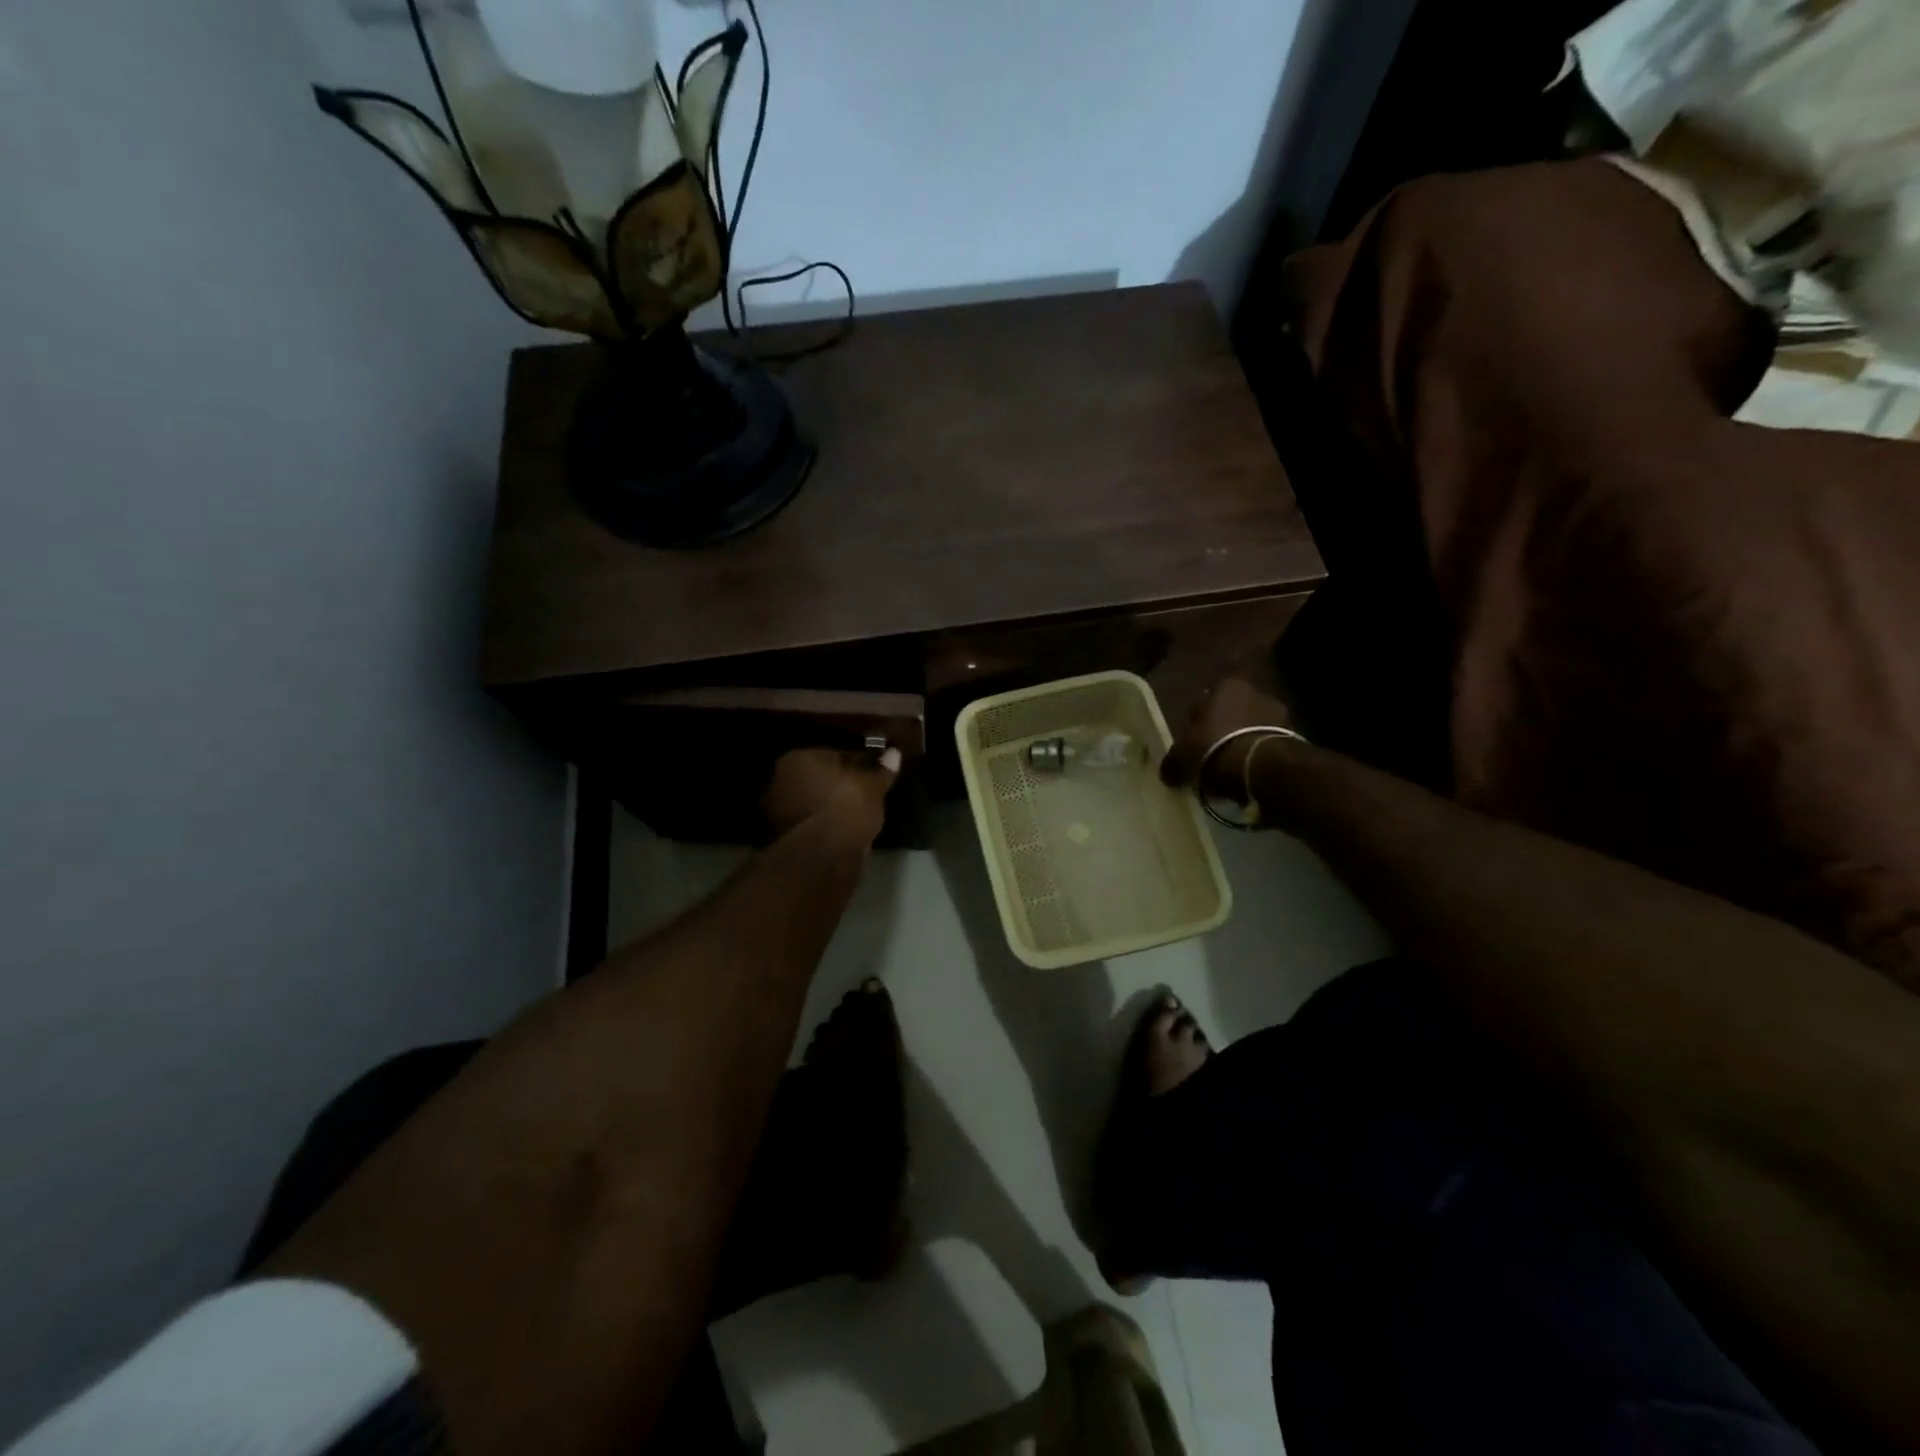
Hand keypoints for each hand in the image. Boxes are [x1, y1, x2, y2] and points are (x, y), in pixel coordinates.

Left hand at [763, 746, 901, 843]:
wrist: (823, 855)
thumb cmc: (847, 807)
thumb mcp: (873, 786)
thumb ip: (882, 769)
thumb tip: (893, 753)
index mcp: (798, 757)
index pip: (833, 755)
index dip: (855, 765)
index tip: (871, 776)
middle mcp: (779, 779)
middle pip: (816, 778)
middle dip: (835, 785)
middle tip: (860, 796)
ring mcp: (775, 810)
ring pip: (810, 802)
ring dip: (826, 807)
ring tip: (852, 817)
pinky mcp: (779, 838)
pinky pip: (808, 824)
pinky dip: (820, 826)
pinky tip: (838, 833)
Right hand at [1161, 679, 1298, 804]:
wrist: (1261, 767)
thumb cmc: (1215, 748)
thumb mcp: (1182, 757)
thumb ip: (1173, 762)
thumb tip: (1168, 772)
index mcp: (1226, 686)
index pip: (1203, 702)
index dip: (1194, 724)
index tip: (1190, 744)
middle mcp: (1255, 691)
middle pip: (1230, 713)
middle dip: (1221, 731)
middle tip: (1208, 756)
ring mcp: (1279, 713)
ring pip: (1251, 728)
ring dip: (1241, 743)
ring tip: (1229, 769)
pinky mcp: (1295, 736)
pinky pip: (1266, 745)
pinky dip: (1257, 756)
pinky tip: (1247, 773)